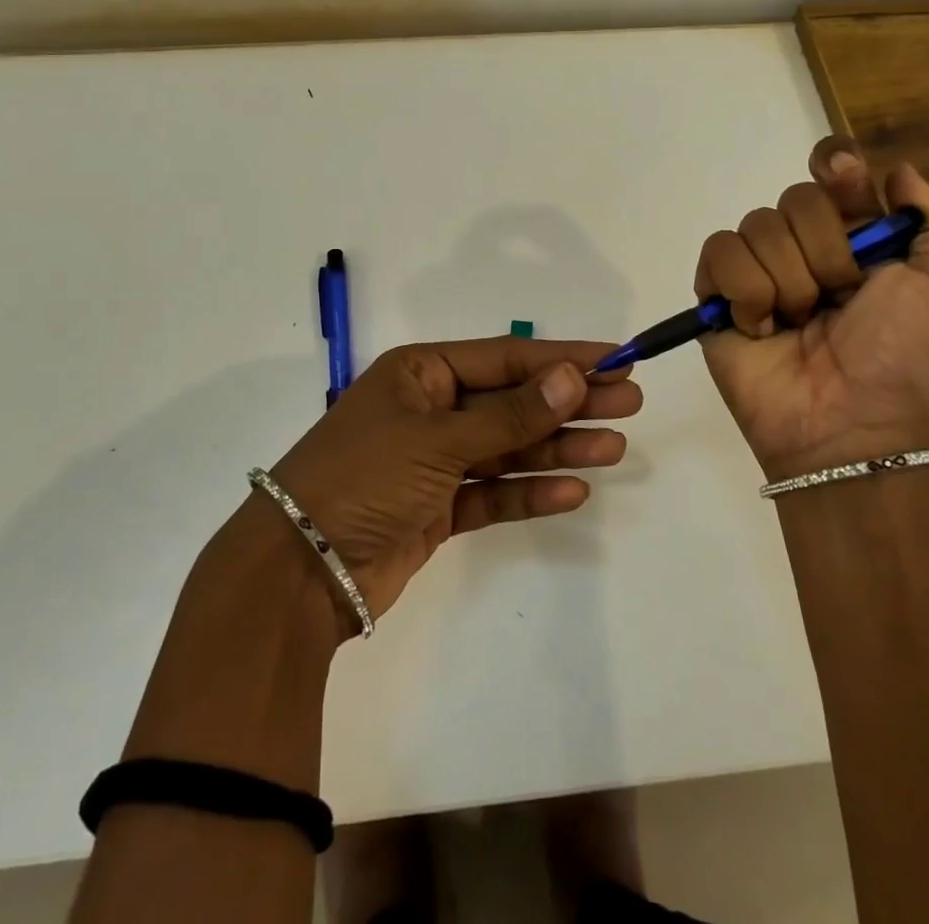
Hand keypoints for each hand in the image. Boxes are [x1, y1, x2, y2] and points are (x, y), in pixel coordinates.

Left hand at [267, 338, 641, 630]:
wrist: (299, 571)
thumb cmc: (364, 478)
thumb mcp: (437, 438)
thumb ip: (508, 415)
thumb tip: (571, 378)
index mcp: (421, 372)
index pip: (505, 357)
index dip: (561, 358)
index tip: (615, 360)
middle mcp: (430, 409)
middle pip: (512, 400)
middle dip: (569, 402)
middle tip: (629, 403)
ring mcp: (434, 461)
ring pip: (508, 448)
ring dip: (558, 447)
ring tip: (615, 448)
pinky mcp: (438, 508)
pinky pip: (493, 492)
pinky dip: (529, 492)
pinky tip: (573, 491)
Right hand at [694, 137, 928, 479]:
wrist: (849, 424)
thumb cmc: (904, 356)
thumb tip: (894, 171)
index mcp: (856, 237)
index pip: (833, 171)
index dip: (835, 165)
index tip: (842, 175)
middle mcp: (804, 246)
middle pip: (795, 198)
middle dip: (824, 252)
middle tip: (838, 299)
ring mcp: (758, 269)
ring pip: (756, 226)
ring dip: (788, 281)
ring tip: (798, 324)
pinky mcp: (717, 294)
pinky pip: (719, 254)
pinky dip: (745, 292)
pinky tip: (761, 327)